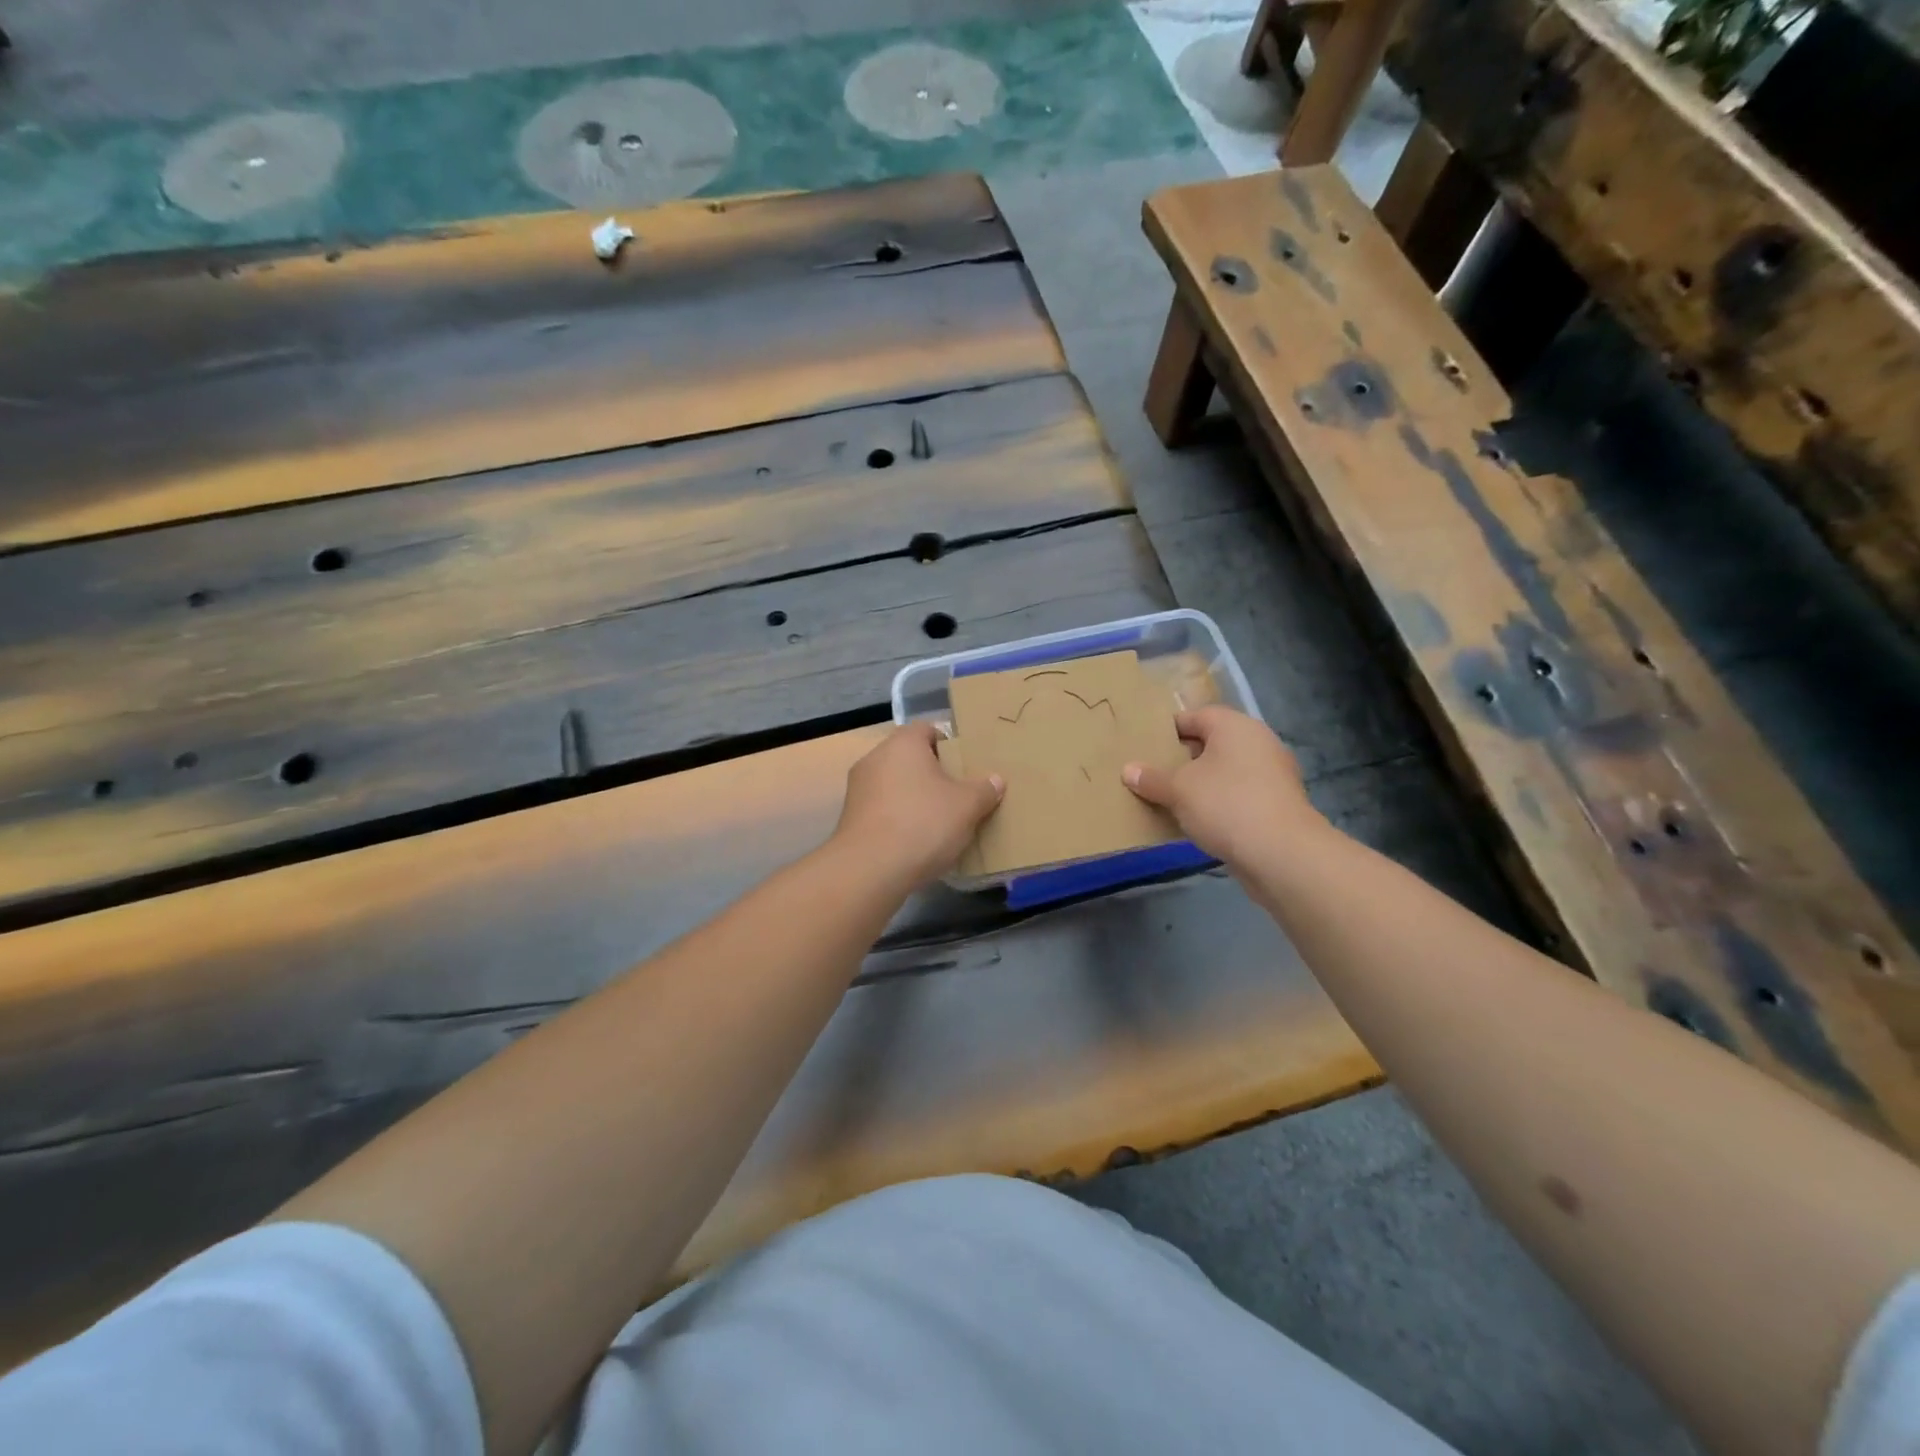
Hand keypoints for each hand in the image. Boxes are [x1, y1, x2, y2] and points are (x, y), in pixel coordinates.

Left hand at [831, 723, 1003, 890]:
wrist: (870, 870)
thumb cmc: (923, 824)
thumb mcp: (967, 807)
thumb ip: (984, 790)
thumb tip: (995, 780)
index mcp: (903, 743)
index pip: (928, 729)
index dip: (950, 744)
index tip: (968, 764)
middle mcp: (875, 757)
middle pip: (911, 758)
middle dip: (934, 773)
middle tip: (960, 792)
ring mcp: (858, 788)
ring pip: (896, 784)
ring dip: (916, 797)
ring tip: (942, 819)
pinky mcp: (851, 817)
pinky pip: (884, 808)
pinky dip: (900, 818)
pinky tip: (917, 839)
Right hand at [1122, 707, 1321, 867]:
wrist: (1282, 854)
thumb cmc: (1225, 805)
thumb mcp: (1178, 790)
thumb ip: (1151, 778)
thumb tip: (1128, 770)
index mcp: (1235, 726)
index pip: (1195, 716)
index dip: (1168, 730)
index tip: (1145, 747)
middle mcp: (1258, 742)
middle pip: (1212, 743)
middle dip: (1183, 758)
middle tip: (1153, 773)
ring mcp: (1273, 774)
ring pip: (1226, 771)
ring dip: (1201, 783)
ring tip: (1171, 799)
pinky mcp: (1278, 804)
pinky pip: (1239, 794)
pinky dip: (1219, 802)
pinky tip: (1198, 821)